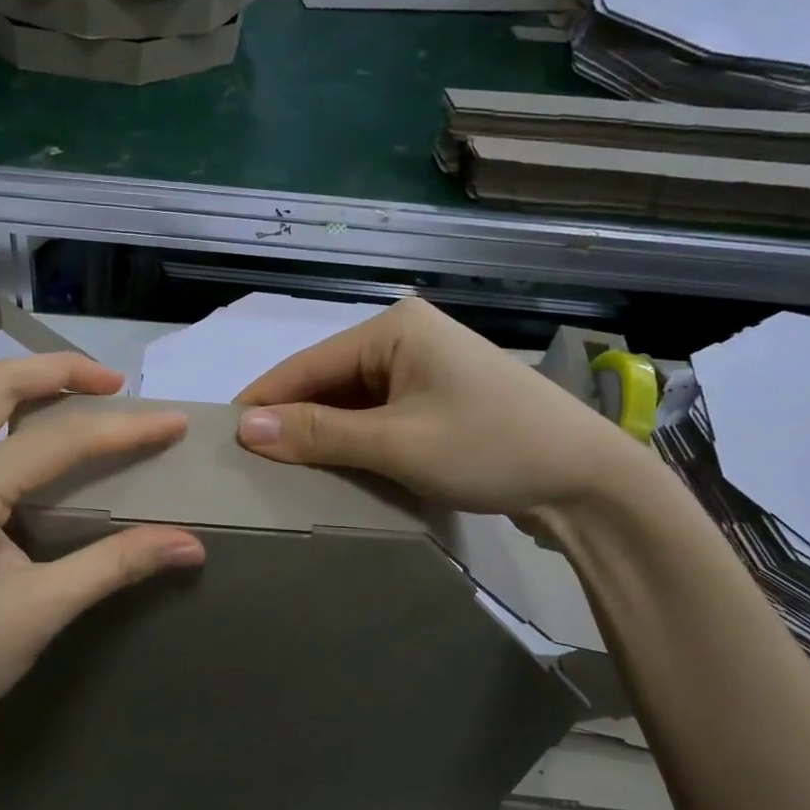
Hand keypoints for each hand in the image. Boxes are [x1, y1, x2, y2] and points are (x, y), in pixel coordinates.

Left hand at [0, 355, 203, 763]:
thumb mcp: (41, 611)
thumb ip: (116, 565)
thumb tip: (190, 545)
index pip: (60, 439)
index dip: (125, 428)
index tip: (175, 422)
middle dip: (61, 370)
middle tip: (115, 385)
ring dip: (30, 390)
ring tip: (82, 405)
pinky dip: (6, 422)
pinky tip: (33, 454)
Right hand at [233, 298, 645, 517]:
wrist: (587, 481)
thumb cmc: (490, 447)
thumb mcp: (397, 443)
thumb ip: (319, 433)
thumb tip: (245, 427)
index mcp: (393, 328)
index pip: (307, 365)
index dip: (263, 401)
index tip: (221, 436)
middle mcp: (404, 338)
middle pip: (327, 382)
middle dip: (291, 421)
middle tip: (248, 463)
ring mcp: (423, 369)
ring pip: (350, 402)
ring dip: (321, 434)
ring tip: (280, 470)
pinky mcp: (436, 399)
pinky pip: (377, 416)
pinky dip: (353, 441)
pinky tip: (331, 467)